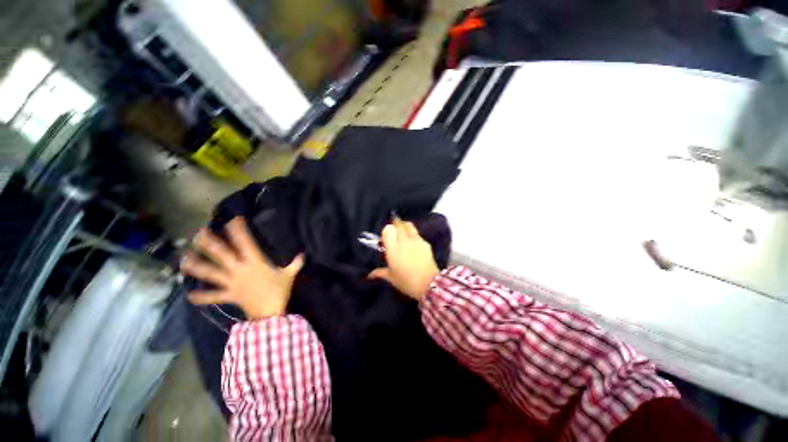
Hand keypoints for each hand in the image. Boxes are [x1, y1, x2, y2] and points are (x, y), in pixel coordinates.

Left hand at [180, 217, 303, 319]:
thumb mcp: (289, 275)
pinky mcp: (228, 295)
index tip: (233, 219)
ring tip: (184, 259)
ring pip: (211, 273)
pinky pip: (213, 296)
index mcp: (255, 262)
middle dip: (210, 243)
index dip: (239, 230)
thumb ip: (295, 264)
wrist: (269, 313)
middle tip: (199, 233)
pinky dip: (202, 297)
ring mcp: (231, 282)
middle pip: (221, 255)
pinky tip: (190, 295)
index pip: (245, 242)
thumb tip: (303, 254)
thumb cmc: (279, 291)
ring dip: (197, 266)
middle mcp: (240, 270)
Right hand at [368, 218, 439, 300]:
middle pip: (399, 224)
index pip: (388, 229)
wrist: (429, 284)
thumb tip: (370, 275)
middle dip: (396, 224)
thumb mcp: (391, 278)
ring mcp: (416, 240)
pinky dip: (413, 234)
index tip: (387, 235)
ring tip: (404, 232)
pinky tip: (413, 243)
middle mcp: (404, 241)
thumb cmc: (406, 282)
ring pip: (409, 225)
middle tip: (394, 229)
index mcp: (393, 248)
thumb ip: (380, 273)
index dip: (387, 230)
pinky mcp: (425, 243)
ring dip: (405, 226)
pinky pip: (417, 234)